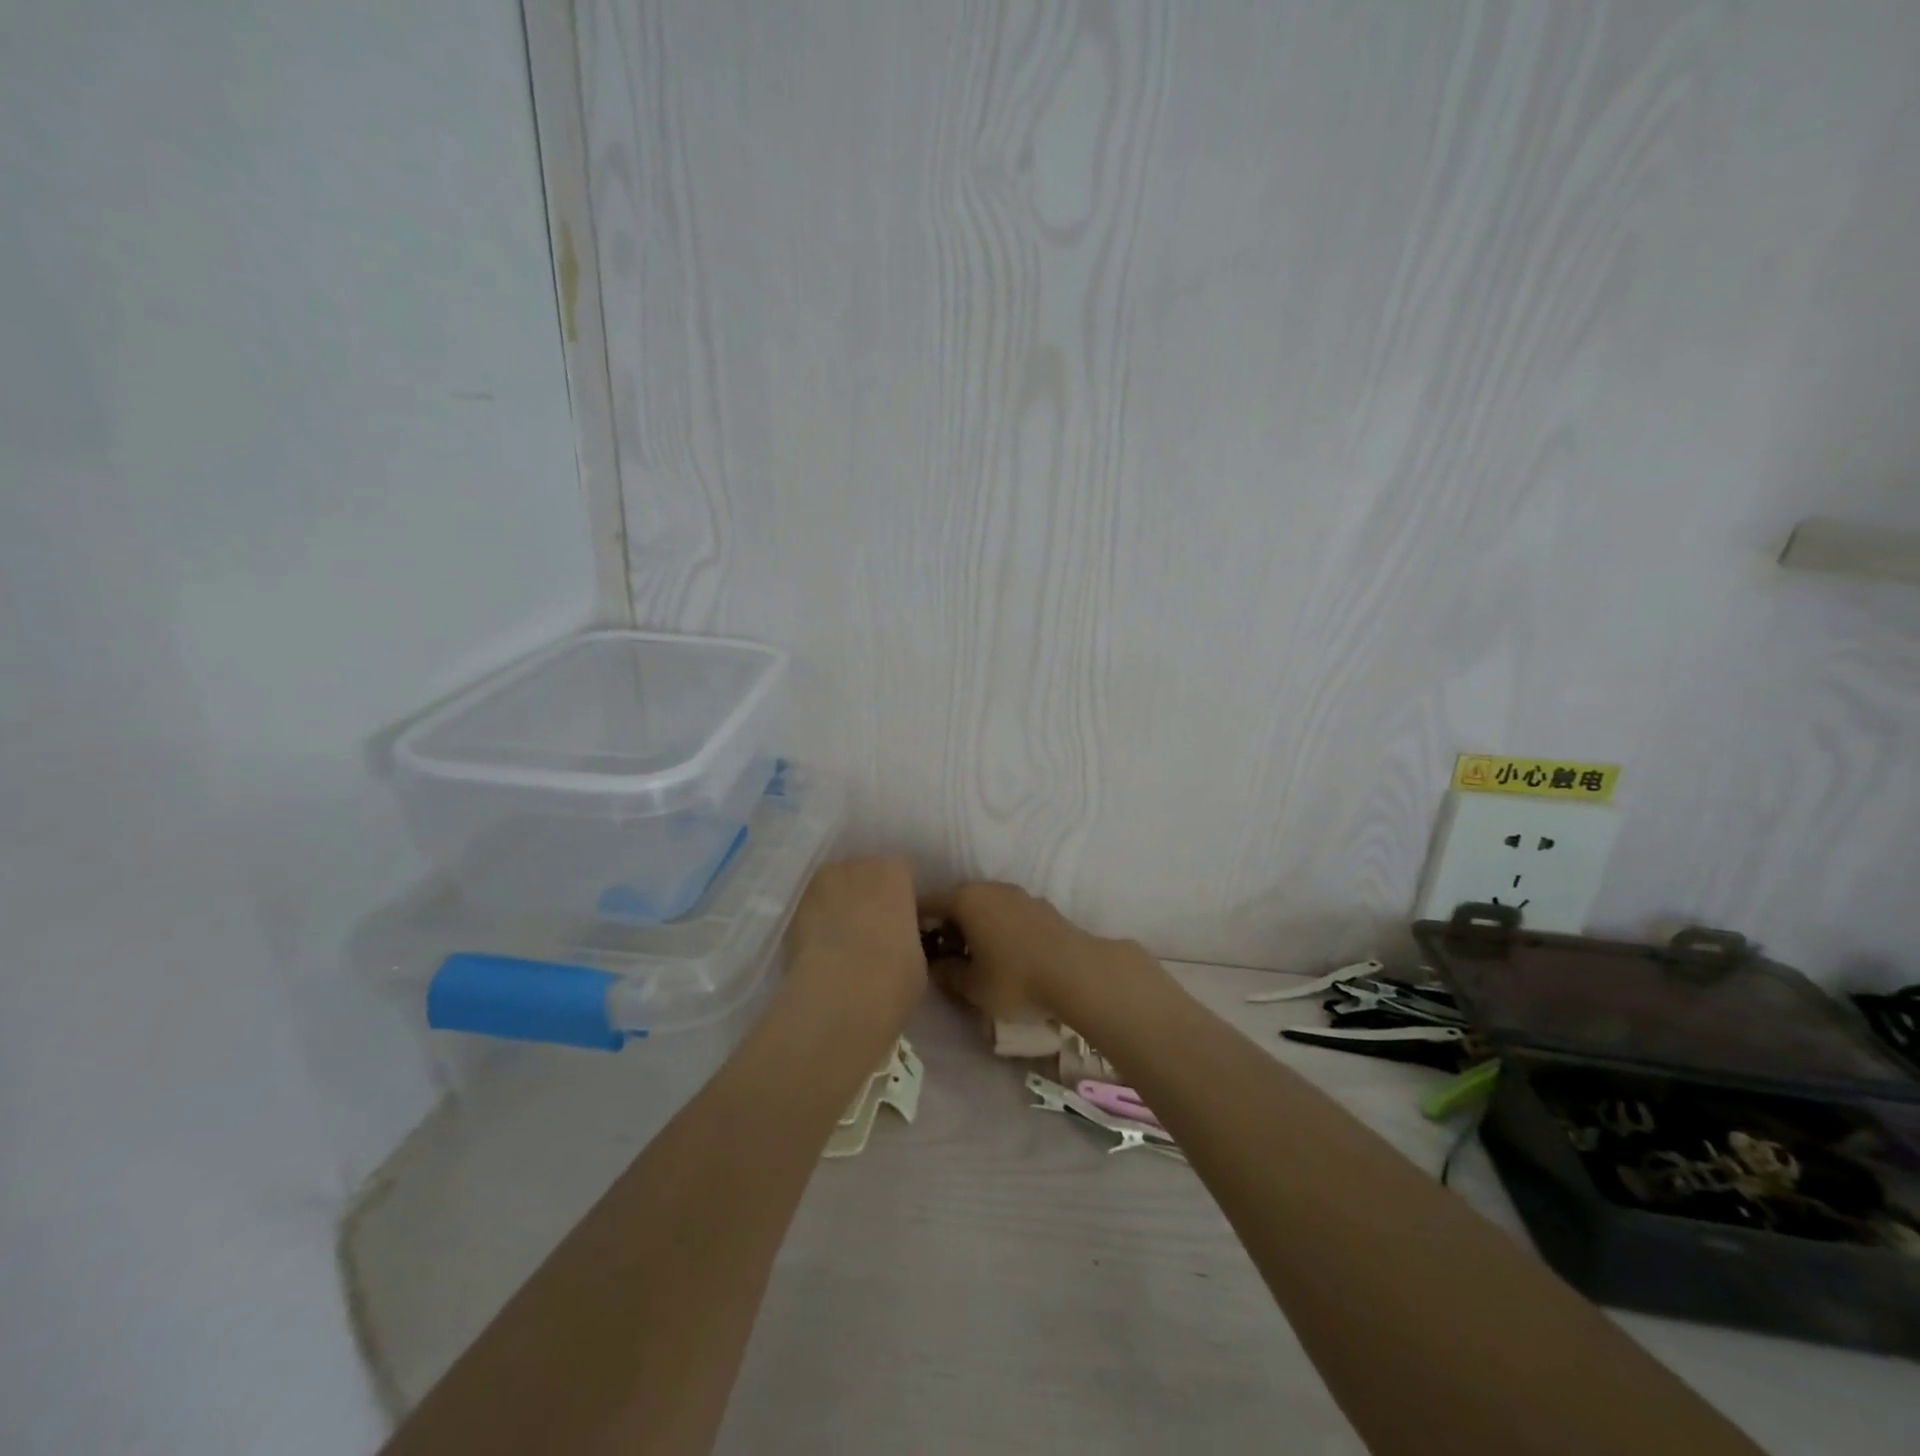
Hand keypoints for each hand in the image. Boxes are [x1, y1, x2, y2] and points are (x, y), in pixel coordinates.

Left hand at [784, 857, 925, 1010]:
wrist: (839, 996)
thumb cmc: (894, 975)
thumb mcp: (918, 956)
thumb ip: (907, 935)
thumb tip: (898, 940)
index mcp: (894, 871)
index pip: (902, 872)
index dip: (902, 896)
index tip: (903, 919)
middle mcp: (856, 866)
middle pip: (864, 873)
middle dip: (867, 895)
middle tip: (872, 929)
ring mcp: (819, 884)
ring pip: (833, 888)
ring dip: (837, 905)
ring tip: (842, 941)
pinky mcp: (791, 910)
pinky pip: (810, 909)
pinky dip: (814, 924)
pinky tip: (820, 951)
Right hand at [921, 882, 1112, 1023]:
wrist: (1076, 971)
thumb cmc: (1015, 978)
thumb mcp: (972, 986)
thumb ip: (947, 974)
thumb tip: (936, 966)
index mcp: (965, 899)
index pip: (927, 904)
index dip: (914, 925)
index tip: (911, 948)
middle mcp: (989, 888)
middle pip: (956, 902)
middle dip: (946, 927)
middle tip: (942, 958)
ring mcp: (1018, 894)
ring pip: (984, 906)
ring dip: (974, 927)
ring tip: (975, 959)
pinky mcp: (1040, 905)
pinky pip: (1007, 913)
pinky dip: (997, 928)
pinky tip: (1005, 955)